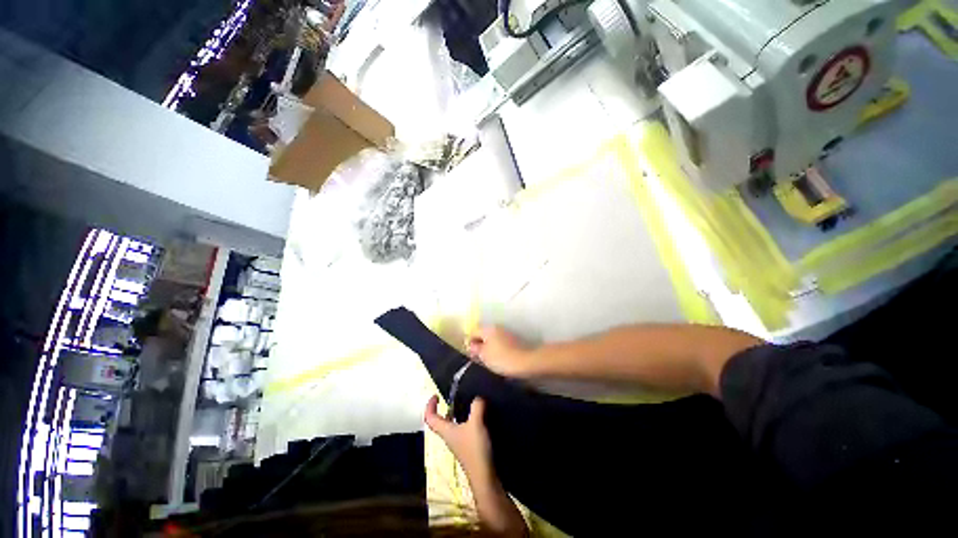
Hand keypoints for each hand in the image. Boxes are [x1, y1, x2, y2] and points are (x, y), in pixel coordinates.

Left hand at [424, 395, 491, 474]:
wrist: (485, 477)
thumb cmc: (475, 450)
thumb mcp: (476, 424)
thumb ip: (476, 407)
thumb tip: (478, 397)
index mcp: (446, 430)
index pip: (430, 418)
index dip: (429, 405)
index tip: (436, 395)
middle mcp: (449, 437)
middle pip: (440, 421)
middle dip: (444, 408)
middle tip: (453, 398)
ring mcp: (458, 443)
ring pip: (452, 425)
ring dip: (457, 414)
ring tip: (468, 404)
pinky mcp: (468, 447)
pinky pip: (463, 430)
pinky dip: (467, 421)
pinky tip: (478, 418)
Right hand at [467, 326, 533, 377]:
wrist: (525, 362)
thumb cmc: (501, 358)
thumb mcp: (484, 355)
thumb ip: (475, 349)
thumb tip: (472, 345)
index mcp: (488, 328)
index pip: (473, 332)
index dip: (470, 343)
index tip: (471, 355)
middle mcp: (497, 327)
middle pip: (484, 334)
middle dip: (480, 345)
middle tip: (479, 358)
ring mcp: (507, 332)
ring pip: (493, 339)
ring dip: (490, 348)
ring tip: (490, 361)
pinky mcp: (514, 340)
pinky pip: (502, 343)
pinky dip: (499, 349)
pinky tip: (500, 359)